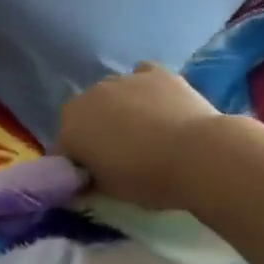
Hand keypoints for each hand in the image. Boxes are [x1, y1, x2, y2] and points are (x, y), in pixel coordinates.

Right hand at [57, 63, 219, 210]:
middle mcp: (88, 96)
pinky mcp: (154, 72)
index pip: (64, 147)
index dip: (78, 163)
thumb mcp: (110, 191)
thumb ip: (89, 180)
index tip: (94, 177)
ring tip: (147, 132)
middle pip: (85, 115)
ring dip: (120, 109)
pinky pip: (141, 77)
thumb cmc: (148, 178)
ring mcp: (121, 79)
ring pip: (112, 94)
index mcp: (70, 127)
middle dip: (96, 131)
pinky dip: (145, 90)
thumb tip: (83, 179)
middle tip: (121, 155)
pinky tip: (159, 105)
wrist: (199, 156)